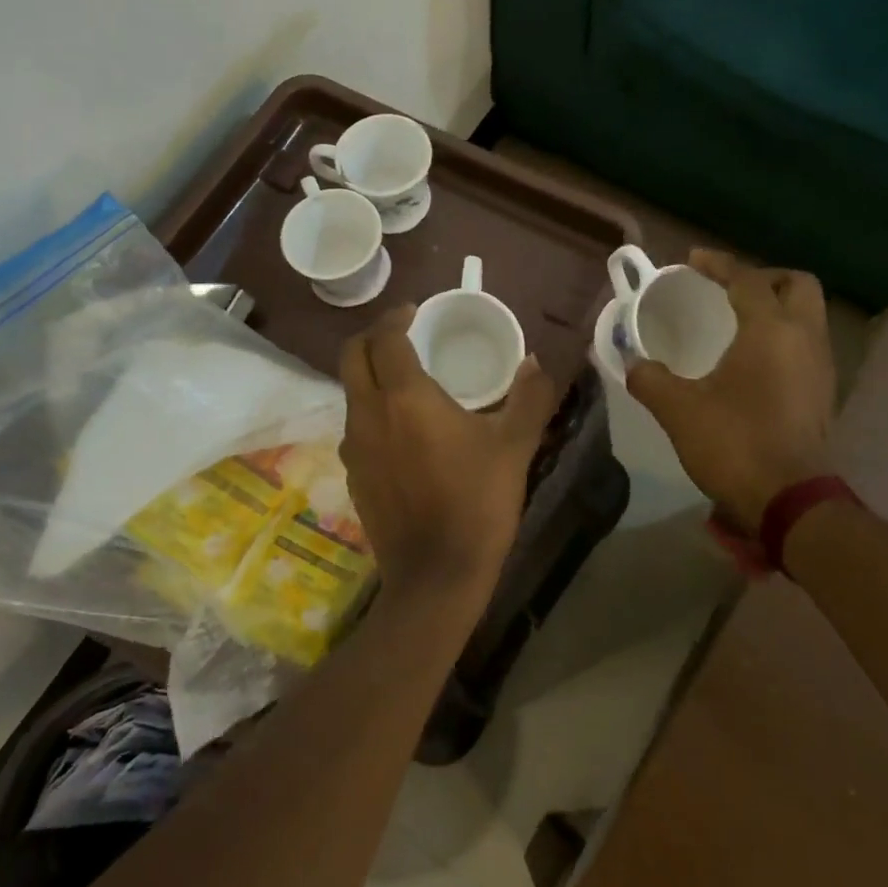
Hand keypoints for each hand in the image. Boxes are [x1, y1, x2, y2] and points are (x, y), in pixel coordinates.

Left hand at [340, 307, 558, 612]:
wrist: (436, 575)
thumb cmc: (478, 503)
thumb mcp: (515, 446)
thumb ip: (530, 397)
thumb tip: (537, 363)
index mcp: (404, 397)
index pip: (384, 338)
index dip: (396, 317)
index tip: (414, 311)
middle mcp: (368, 413)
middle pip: (352, 356)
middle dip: (372, 336)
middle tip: (403, 335)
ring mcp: (353, 447)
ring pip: (351, 391)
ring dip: (371, 374)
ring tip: (406, 380)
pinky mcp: (352, 475)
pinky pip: (355, 426)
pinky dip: (372, 410)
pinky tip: (402, 430)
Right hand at [626, 250, 836, 529]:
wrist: (790, 500)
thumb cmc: (735, 443)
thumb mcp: (679, 410)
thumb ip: (651, 380)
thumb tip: (631, 363)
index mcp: (771, 330)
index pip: (748, 279)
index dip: (719, 264)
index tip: (692, 261)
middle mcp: (805, 338)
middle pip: (796, 285)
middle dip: (763, 278)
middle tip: (728, 289)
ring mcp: (821, 366)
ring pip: (808, 315)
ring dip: (777, 306)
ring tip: (738, 321)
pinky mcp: (824, 393)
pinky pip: (807, 344)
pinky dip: (784, 336)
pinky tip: (754, 359)